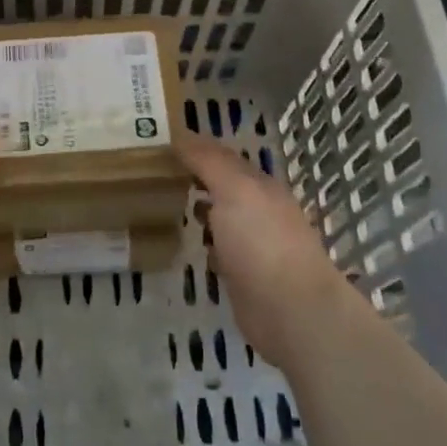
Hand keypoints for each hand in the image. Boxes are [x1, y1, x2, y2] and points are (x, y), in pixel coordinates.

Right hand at [175, 131, 348, 368]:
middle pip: (223, 186)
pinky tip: (186, 245)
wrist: (291, 311)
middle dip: (196, 178)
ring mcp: (254, 245)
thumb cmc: (262, 241)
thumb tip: (181, 134)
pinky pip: (220, 251)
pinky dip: (205, 244)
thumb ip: (209, 161)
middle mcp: (259, 210)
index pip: (224, 157)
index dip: (195, 148)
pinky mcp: (245, 277)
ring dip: (200, 210)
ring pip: (221, 219)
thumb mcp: (234, 189)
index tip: (160, 144)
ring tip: (164, 204)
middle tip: (154, 173)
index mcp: (260, 185)